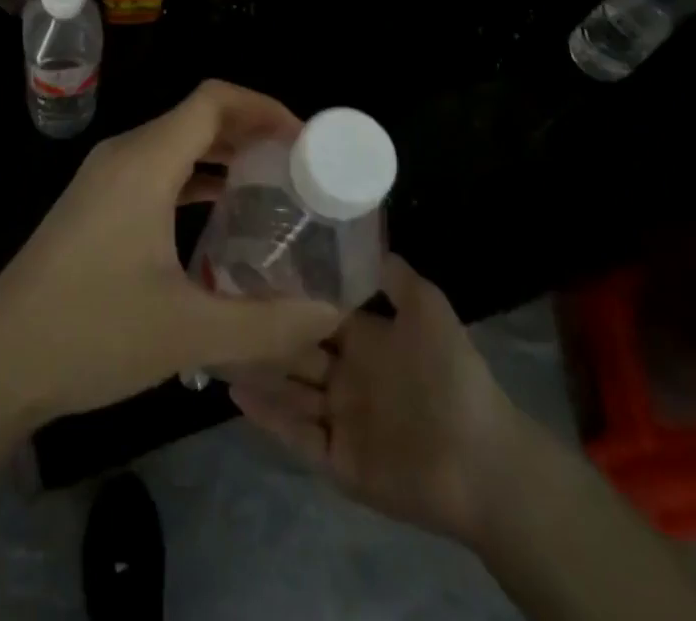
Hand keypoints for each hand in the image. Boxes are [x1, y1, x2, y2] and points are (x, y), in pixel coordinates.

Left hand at [0, 81, 343, 423]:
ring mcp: (104, 177)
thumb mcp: (187, 334)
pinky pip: (156, 169)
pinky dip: (194, 177)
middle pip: (197, 116)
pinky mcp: (94, 202)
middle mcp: (124, 154)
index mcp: (145, 162)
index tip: (305, 139)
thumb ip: (266, 323)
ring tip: (271, 188)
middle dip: (251, 131)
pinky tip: (220, 215)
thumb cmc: (90, 334)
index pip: (213, 100)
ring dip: (223, 155)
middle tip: (299, 167)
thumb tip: (330, 313)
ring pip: (175, 143)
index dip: (264, 106)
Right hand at [229, 254, 522, 548]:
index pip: (316, 311)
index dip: (287, 293)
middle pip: (294, 349)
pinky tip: (234, 392)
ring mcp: (339, 418)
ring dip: (255, 370)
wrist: (481, 459)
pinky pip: (294, 434)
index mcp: (365, 339)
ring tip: (214, 345)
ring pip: (287, 389)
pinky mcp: (336, 459)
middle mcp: (345, 374)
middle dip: (262, 331)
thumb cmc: (452, 376)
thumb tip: (362, 235)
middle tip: (216, 305)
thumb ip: (395, 274)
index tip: (249, 267)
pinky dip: (266, 416)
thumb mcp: (428, 307)